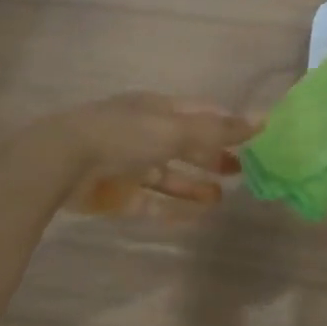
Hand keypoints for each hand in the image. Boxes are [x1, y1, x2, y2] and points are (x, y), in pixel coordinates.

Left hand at [49, 93, 254, 216]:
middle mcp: (143, 133)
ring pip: (168, 175)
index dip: (226, 124)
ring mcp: (128, 164)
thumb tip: (264, 119)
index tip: (254, 138)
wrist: (62, 163)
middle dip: (211, 156)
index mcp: (156, 108)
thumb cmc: (124, 135)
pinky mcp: (116, 194)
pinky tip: (196, 217)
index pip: (199, 113)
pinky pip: (151, 201)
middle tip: (241, 170)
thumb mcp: (176, 129)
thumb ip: (219, 130)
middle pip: (184, 144)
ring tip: (221, 198)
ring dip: (194, 185)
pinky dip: (173, 207)